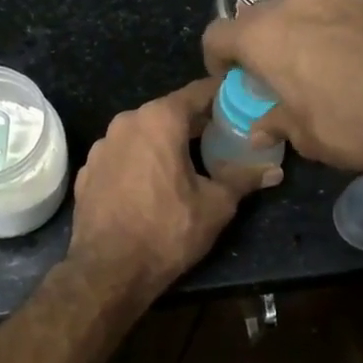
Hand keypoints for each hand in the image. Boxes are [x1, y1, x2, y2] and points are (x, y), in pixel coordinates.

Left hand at [68, 78, 281, 298]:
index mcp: (159, 119)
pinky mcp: (87, 170)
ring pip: (142, 134)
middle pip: (168, 112)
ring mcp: (102, 146)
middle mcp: (126, 122)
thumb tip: (274, 170)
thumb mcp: (216, 205)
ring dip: (163, 143)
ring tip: (187, 163)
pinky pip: (121, 156)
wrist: (108, 270)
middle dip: (194, 123)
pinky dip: (139, 162)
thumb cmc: (167, 231)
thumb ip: (243, 179)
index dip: (221, 97)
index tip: (239, 105)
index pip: (197, 92)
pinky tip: (151, 185)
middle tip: (220, 138)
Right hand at [201, 0, 362, 171]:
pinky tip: (355, 56)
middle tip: (273, 74)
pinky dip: (334, 28)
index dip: (216, 60)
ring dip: (296, 32)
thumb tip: (260, 128)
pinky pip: (338, 10)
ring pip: (300, 8)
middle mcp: (295, 5)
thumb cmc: (351, 124)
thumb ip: (274, 123)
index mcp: (264, 36)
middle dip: (257, 43)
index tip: (231, 81)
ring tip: (317, 63)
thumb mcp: (304, 135)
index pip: (217, 35)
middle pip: (258, 16)